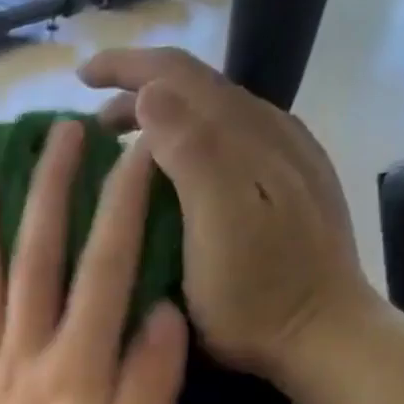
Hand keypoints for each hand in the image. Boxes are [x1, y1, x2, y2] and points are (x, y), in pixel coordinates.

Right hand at [81, 48, 378, 378]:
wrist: (324, 336)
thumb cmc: (257, 292)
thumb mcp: (216, 224)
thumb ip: (189, 152)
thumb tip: (148, 93)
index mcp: (244, 134)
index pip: (178, 74)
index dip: (125, 67)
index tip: (79, 79)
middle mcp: (269, 130)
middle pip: (196, 88)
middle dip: (137, 91)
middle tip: (91, 126)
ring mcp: (285, 158)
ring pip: (214, 115)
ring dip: (163, 119)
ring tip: (123, 147)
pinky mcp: (290, 187)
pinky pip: (230, 142)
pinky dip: (189, 142)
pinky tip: (178, 174)